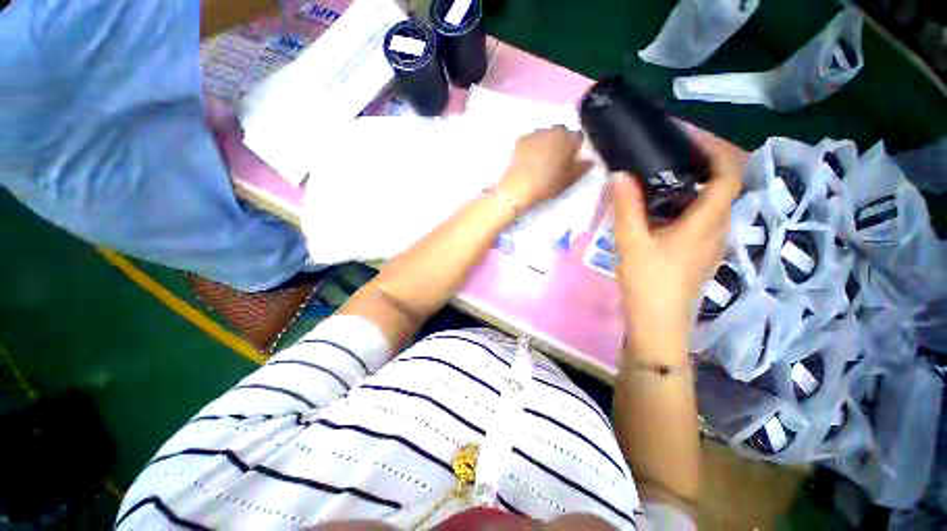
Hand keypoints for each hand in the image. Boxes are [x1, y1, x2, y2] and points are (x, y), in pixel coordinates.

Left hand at [496, 126, 591, 210]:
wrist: (519, 186)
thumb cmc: (547, 184)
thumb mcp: (569, 179)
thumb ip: (582, 167)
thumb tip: (590, 160)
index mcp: (569, 139)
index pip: (578, 137)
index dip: (575, 148)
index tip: (571, 159)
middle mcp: (553, 131)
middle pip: (561, 132)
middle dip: (561, 142)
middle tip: (556, 159)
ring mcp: (536, 133)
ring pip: (545, 135)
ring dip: (546, 142)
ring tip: (541, 159)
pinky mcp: (521, 139)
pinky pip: (531, 139)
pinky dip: (532, 146)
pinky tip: (528, 159)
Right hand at [611, 137, 741, 362]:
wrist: (658, 323)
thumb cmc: (648, 283)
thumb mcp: (631, 243)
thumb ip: (626, 207)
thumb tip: (620, 174)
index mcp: (706, 223)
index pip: (728, 174)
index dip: (715, 149)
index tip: (688, 135)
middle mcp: (718, 228)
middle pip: (724, 185)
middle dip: (703, 162)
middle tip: (669, 152)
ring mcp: (711, 241)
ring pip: (712, 202)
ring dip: (693, 183)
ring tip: (662, 176)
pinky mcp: (700, 251)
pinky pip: (701, 217)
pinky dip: (686, 202)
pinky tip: (660, 209)